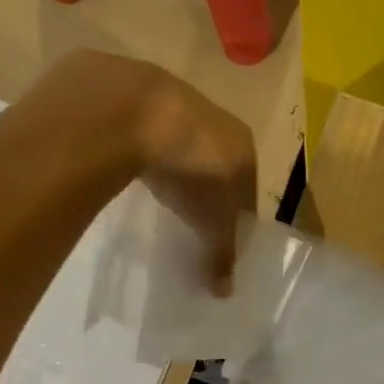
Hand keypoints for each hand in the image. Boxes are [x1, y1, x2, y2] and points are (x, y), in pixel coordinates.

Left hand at [132, 66, 257, 296]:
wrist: (134, 111)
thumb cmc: (191, 172)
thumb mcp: (211, 222)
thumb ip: (220, 254)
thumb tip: (225, 291)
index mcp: (246, 148)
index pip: (250, 189)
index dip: (238, 215)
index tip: (223, 235)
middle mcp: (219, 119)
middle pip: (220, 162)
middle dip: (210, 188)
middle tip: (193, 215)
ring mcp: (178, 100)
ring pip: (185, 143)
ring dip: (178, 166)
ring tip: (164, 193)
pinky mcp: (139, 91)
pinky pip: (150, 130)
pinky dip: (147, 148)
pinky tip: (134, 166)